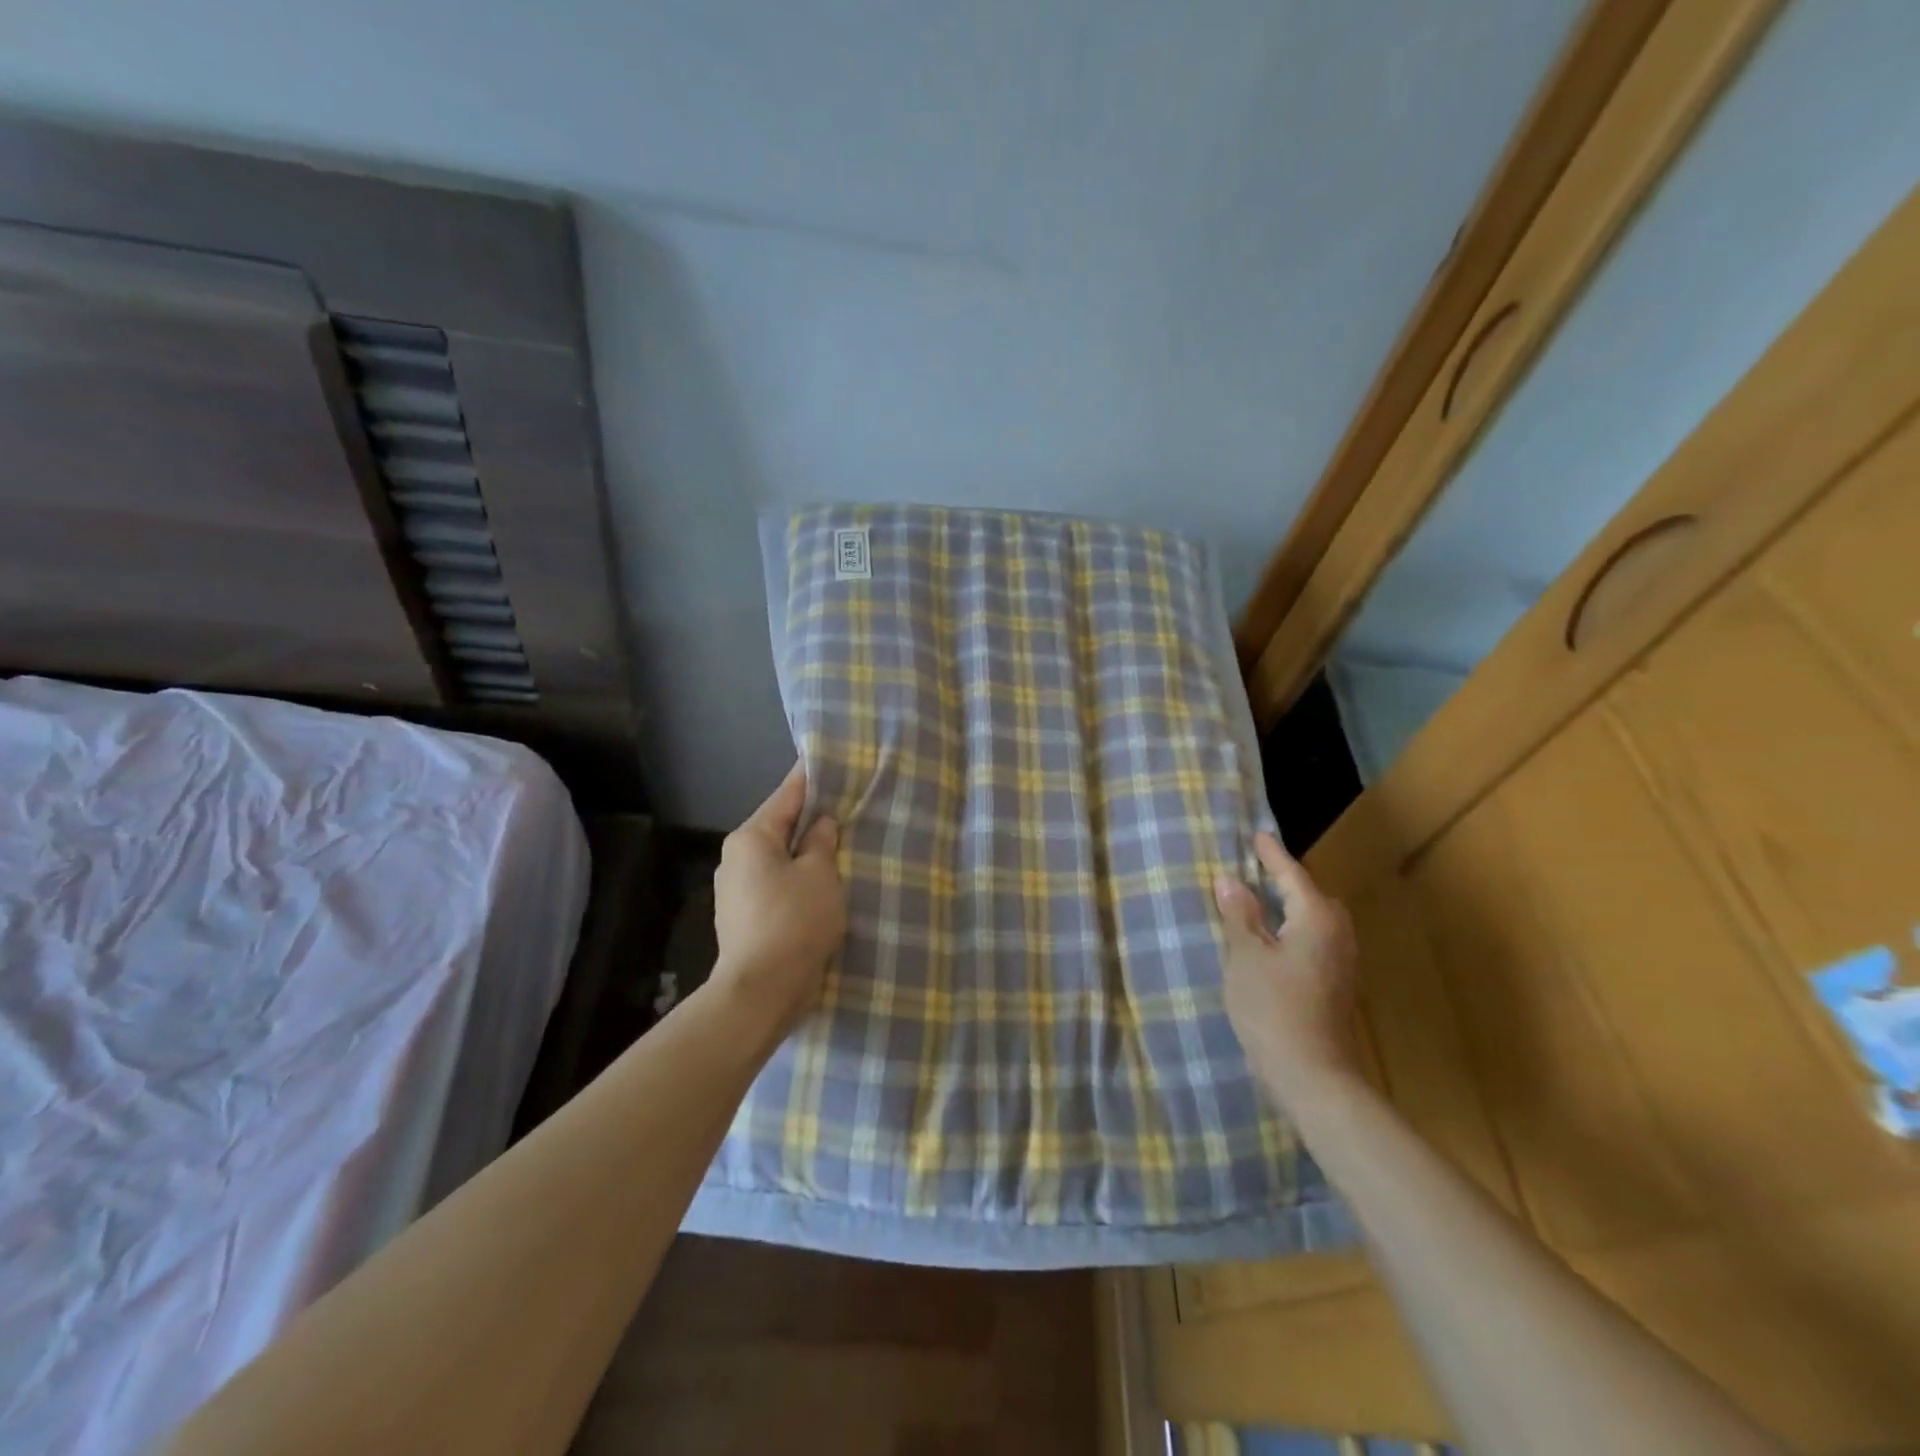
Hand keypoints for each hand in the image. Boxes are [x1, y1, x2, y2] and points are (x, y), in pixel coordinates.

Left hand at [711, 762, 845, 1037]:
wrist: (761, 991)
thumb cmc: (794, 921)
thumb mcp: (820, 874)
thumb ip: (822, 842)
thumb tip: (821, 824)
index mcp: (751, 837)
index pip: (787, 795)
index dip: (812, 778)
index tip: (833, 761)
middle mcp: (736, 858)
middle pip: (780, 827)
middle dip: (812, 820)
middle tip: (849, 808)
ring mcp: (736, 891)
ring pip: (779, 859)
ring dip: (806, 854)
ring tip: (842, 848)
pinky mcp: (745, 919)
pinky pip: (777, 885)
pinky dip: (798, 881)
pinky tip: (823, 887)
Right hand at [1214, 832, 1362, 1115]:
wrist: (1312, 1075)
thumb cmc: (1272, 1009)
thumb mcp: (1246, 957)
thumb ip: (1239, 916)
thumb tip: (1231, 880)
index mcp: (1316, 920)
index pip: (1292, 876)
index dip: (1272, 856)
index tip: (1257, 835)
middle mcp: (1337, 935)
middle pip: (1313, 896)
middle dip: (1288, 882)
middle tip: (1257, 871)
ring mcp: (1342, 963)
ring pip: (1318, 921)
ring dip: (1293, 908)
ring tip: (1262, 904)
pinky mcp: (1337, 986)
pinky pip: (1317, 941)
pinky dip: (1297, 930)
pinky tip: (1275, 942)